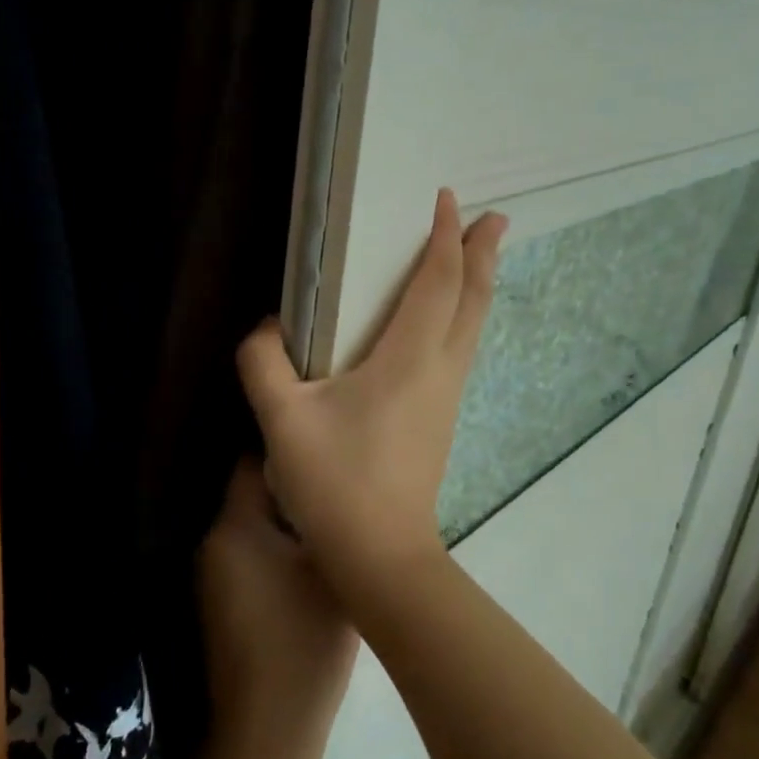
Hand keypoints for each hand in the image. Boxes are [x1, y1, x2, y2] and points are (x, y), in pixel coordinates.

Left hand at [198, 457, 357, 758]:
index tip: (320, 448)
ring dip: (281, 520)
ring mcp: (211, 572)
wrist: (268, 728)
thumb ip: (329, 520)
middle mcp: (213, 539)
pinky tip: (303, 562)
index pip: (253, 461)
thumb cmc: (305, 640)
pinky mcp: (218, 600)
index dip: (288, 451)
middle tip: (329, 486)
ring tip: (324, 521)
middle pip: (251, 492)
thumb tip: (330, 490)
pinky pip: (246, 552)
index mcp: (235, 524)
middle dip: (288, 487)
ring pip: (250, 524)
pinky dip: (271, 548)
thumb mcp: (331, 570)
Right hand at [236, 189, 506, 607]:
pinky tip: (450, 322)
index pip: (438, 283)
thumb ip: (263, 363)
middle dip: (484, 253)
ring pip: (473, 326)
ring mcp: (446, 397)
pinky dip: (465, 315)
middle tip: (495, 217)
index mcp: (408, 359)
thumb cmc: (336, 483)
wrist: (384, 559)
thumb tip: (266, 327)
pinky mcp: (441, 419)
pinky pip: (462, 349)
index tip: (449, 200)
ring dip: (478, 284)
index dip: (446, 238)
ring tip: (480, 257)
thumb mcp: (282, 420)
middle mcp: (439, 370)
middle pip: (473, 299)